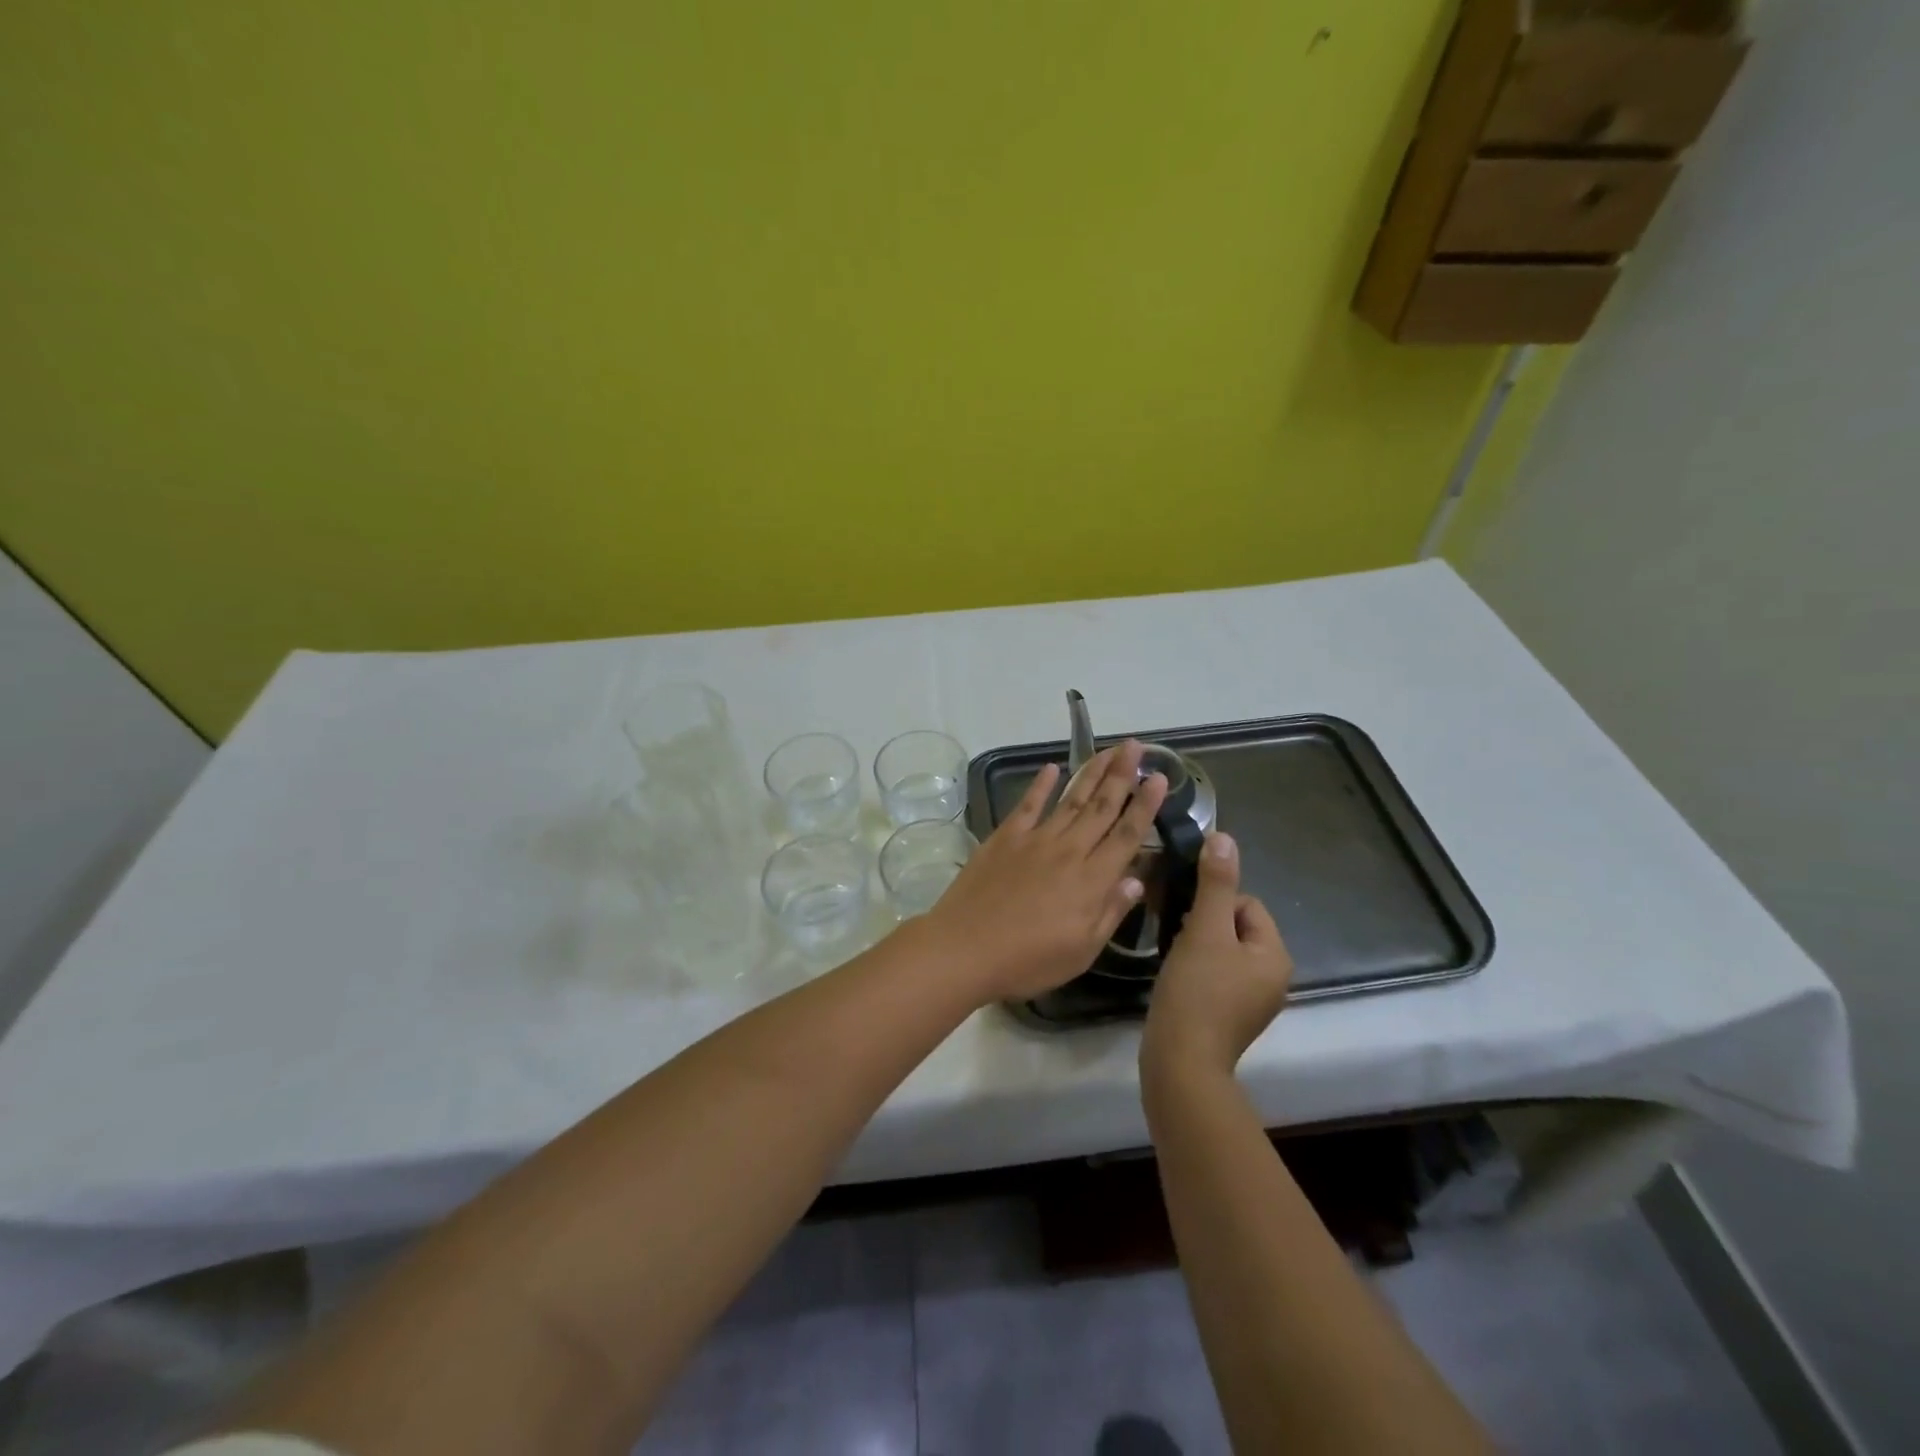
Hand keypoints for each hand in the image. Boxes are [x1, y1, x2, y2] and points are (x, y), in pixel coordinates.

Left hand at [919, 741, 1168, 1002]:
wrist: (965, 947)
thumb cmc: (1027, 960)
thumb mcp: (1081, 951)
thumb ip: (1110, 912)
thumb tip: (1137, 879)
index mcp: (1092, 880)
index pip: (1127, 835)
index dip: (1145, 805)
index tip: (1160, 778)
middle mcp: (1069, 851)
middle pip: (1102, 807)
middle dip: (1122, 775)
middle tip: (1136, 746)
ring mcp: (1034, 840)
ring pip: (1070, 799)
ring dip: (1091, 772)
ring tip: (1108, 750)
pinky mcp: (1005, 838)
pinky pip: (1027, 804)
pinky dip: (1040, 784)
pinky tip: (1052, 768)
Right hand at [1141, 832, 1292, 1080]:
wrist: (1181, 1062)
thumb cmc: (1197, 992)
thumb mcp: (1204, 930)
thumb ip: (1214, 883)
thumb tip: (1224, 837)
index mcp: (1275, 955)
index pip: (1246, 903)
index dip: (1212, 903)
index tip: (1188, 922)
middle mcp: (1272, 977)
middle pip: (1235, 926)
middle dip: (1203, 924)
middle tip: (1178, 938)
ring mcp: (1252, 1000)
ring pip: (1222, 950)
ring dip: (1197, 945)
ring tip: (1174, 957)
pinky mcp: (1230, 1016)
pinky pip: (1216, 974)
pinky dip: (1196, 969)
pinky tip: (1176, 978)